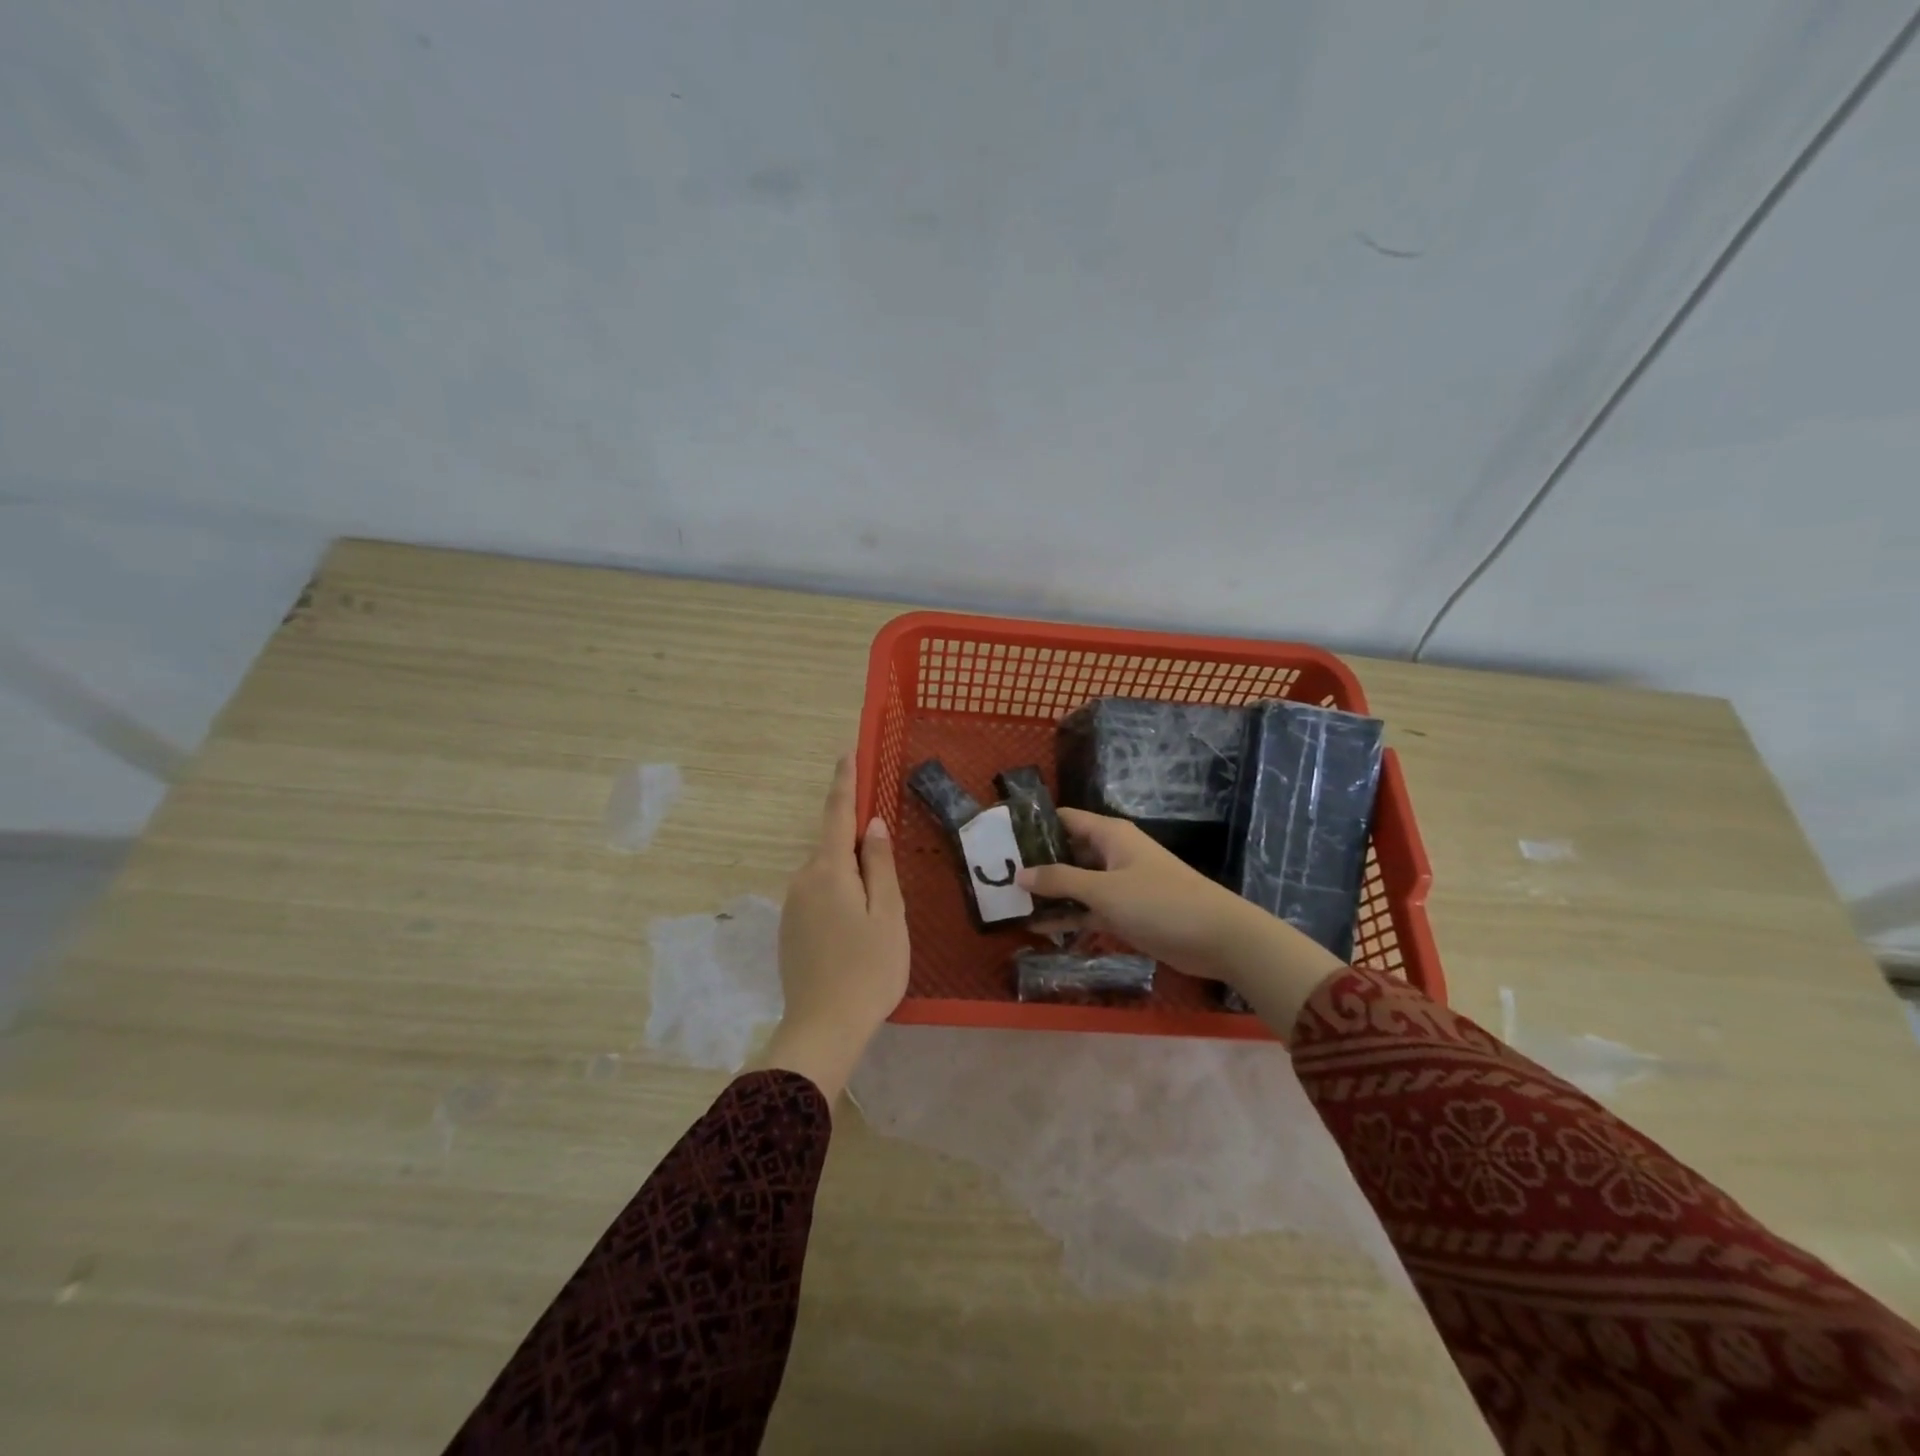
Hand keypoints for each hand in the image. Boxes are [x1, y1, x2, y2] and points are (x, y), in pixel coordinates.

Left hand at [751, 753, 908, 1102]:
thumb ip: (879, 865)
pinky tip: (856, 931)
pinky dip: (840, 898)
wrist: (823, 1028)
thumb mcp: (887, 913)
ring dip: (851, 877)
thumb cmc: (868, 968)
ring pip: (828, 875)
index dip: (844, 782)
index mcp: (828, 870)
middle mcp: (803, 880)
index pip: (837, 814)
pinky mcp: (790, 929)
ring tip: (877, 915)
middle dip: (859, 846)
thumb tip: (872, 825)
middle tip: (888, 873)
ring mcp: (792, 906)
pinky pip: (819, 897)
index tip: (846, 753)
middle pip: (834, 847)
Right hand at [1018, 808, 1346, 1034]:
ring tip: (1009, 904)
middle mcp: (1111, 854)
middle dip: (1036, 864)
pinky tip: (1037, 929)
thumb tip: (1019, 874)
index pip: (1064, 819)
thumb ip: (1059, 881)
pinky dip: (1067, 917)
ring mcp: (1118, 885)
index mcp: (1109, 835)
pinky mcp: (1124, 913)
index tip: (1000, 838)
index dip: (1034, 826)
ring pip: (1075, 884)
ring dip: (1049, 895)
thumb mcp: (1103, 890)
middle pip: (1066, 852)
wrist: (1217, 937)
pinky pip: (1087, 911)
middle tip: (997, 876)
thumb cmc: (1158, 902)